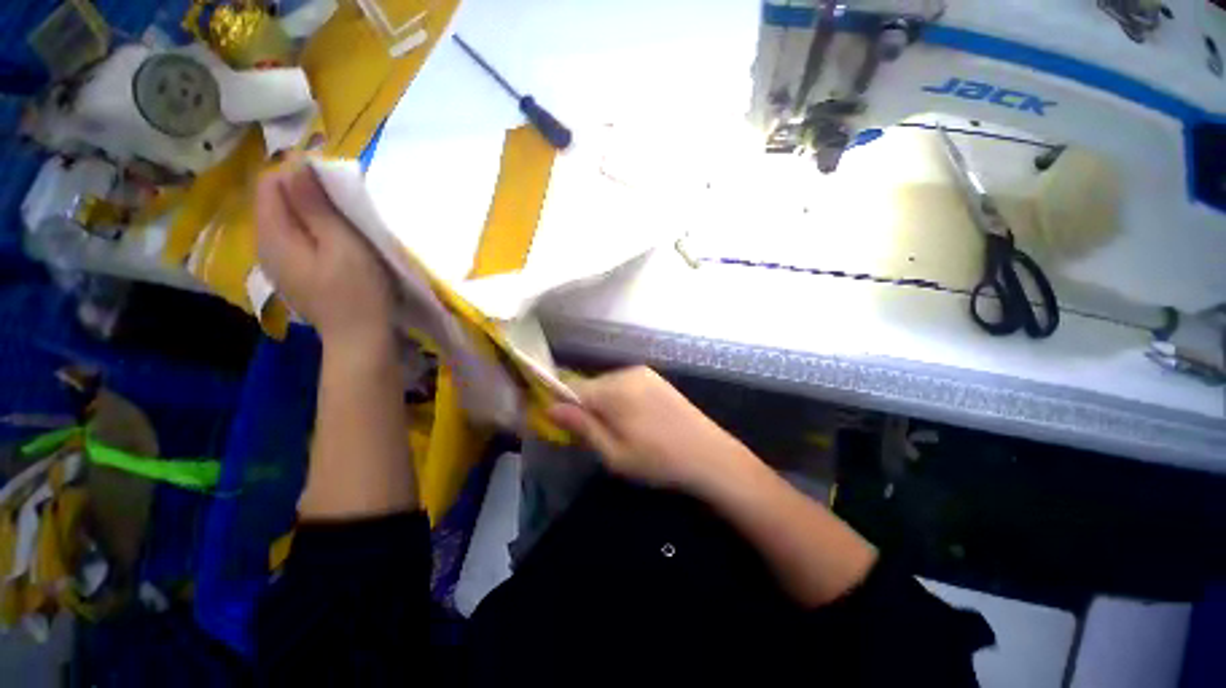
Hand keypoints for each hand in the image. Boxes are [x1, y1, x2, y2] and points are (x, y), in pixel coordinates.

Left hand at [255, 161, 394, 353]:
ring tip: (343, 220)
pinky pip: (294, 237)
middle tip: (344, 202)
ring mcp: (277, 261)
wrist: (360, 339)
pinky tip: (335, 242)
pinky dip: (312, 229)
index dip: (299, 173)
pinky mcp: (293, 273)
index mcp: (272, 234)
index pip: (270, 182)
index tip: (334, 181)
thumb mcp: (342, 245)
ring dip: (311, 211)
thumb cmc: (357, 292)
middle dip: (305, 191)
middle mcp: (265, 244)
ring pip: (286, 219)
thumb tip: (297, 165)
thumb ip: (315, 206)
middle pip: (275, 200)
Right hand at [548, 367, 753, 492]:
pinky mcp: (655, 378)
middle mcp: (627, 373)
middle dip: (586, 407)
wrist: (710, 455)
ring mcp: (644, 373)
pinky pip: (625, 384)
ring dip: (603, 404)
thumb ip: (582, 427)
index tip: (565, 429)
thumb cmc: (658, 461)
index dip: (563, 406)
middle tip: (596, 437)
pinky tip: (635, 421)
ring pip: (607, 385)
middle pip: (590, 386)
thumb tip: (550, 407)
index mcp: (614, 390)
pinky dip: (620, 399)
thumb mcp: (614, 454)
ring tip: (618, 431)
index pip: (572, 388)